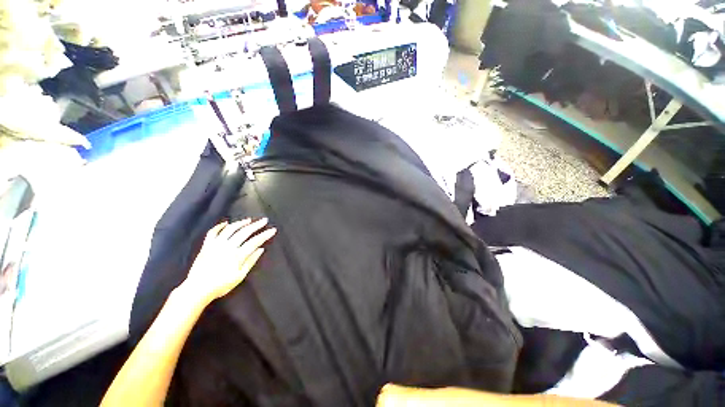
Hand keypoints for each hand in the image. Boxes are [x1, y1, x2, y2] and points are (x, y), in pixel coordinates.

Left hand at [180, 218, 276, 305]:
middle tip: (264, 220)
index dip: (265, 234)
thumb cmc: (221, 284)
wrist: (197, 289)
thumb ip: (251, 261)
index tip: (273, 230)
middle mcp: (228, 246)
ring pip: (230, 229)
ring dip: (241, 223)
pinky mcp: (207, 245)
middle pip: (244, 232)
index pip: (255, 241)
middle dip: (256, 225)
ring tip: (249, 220)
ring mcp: (216, 244)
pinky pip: (213, 232)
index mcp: (238, 254)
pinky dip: (220, 226)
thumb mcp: (240, 276)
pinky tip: (226, 223)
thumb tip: (261, 249)